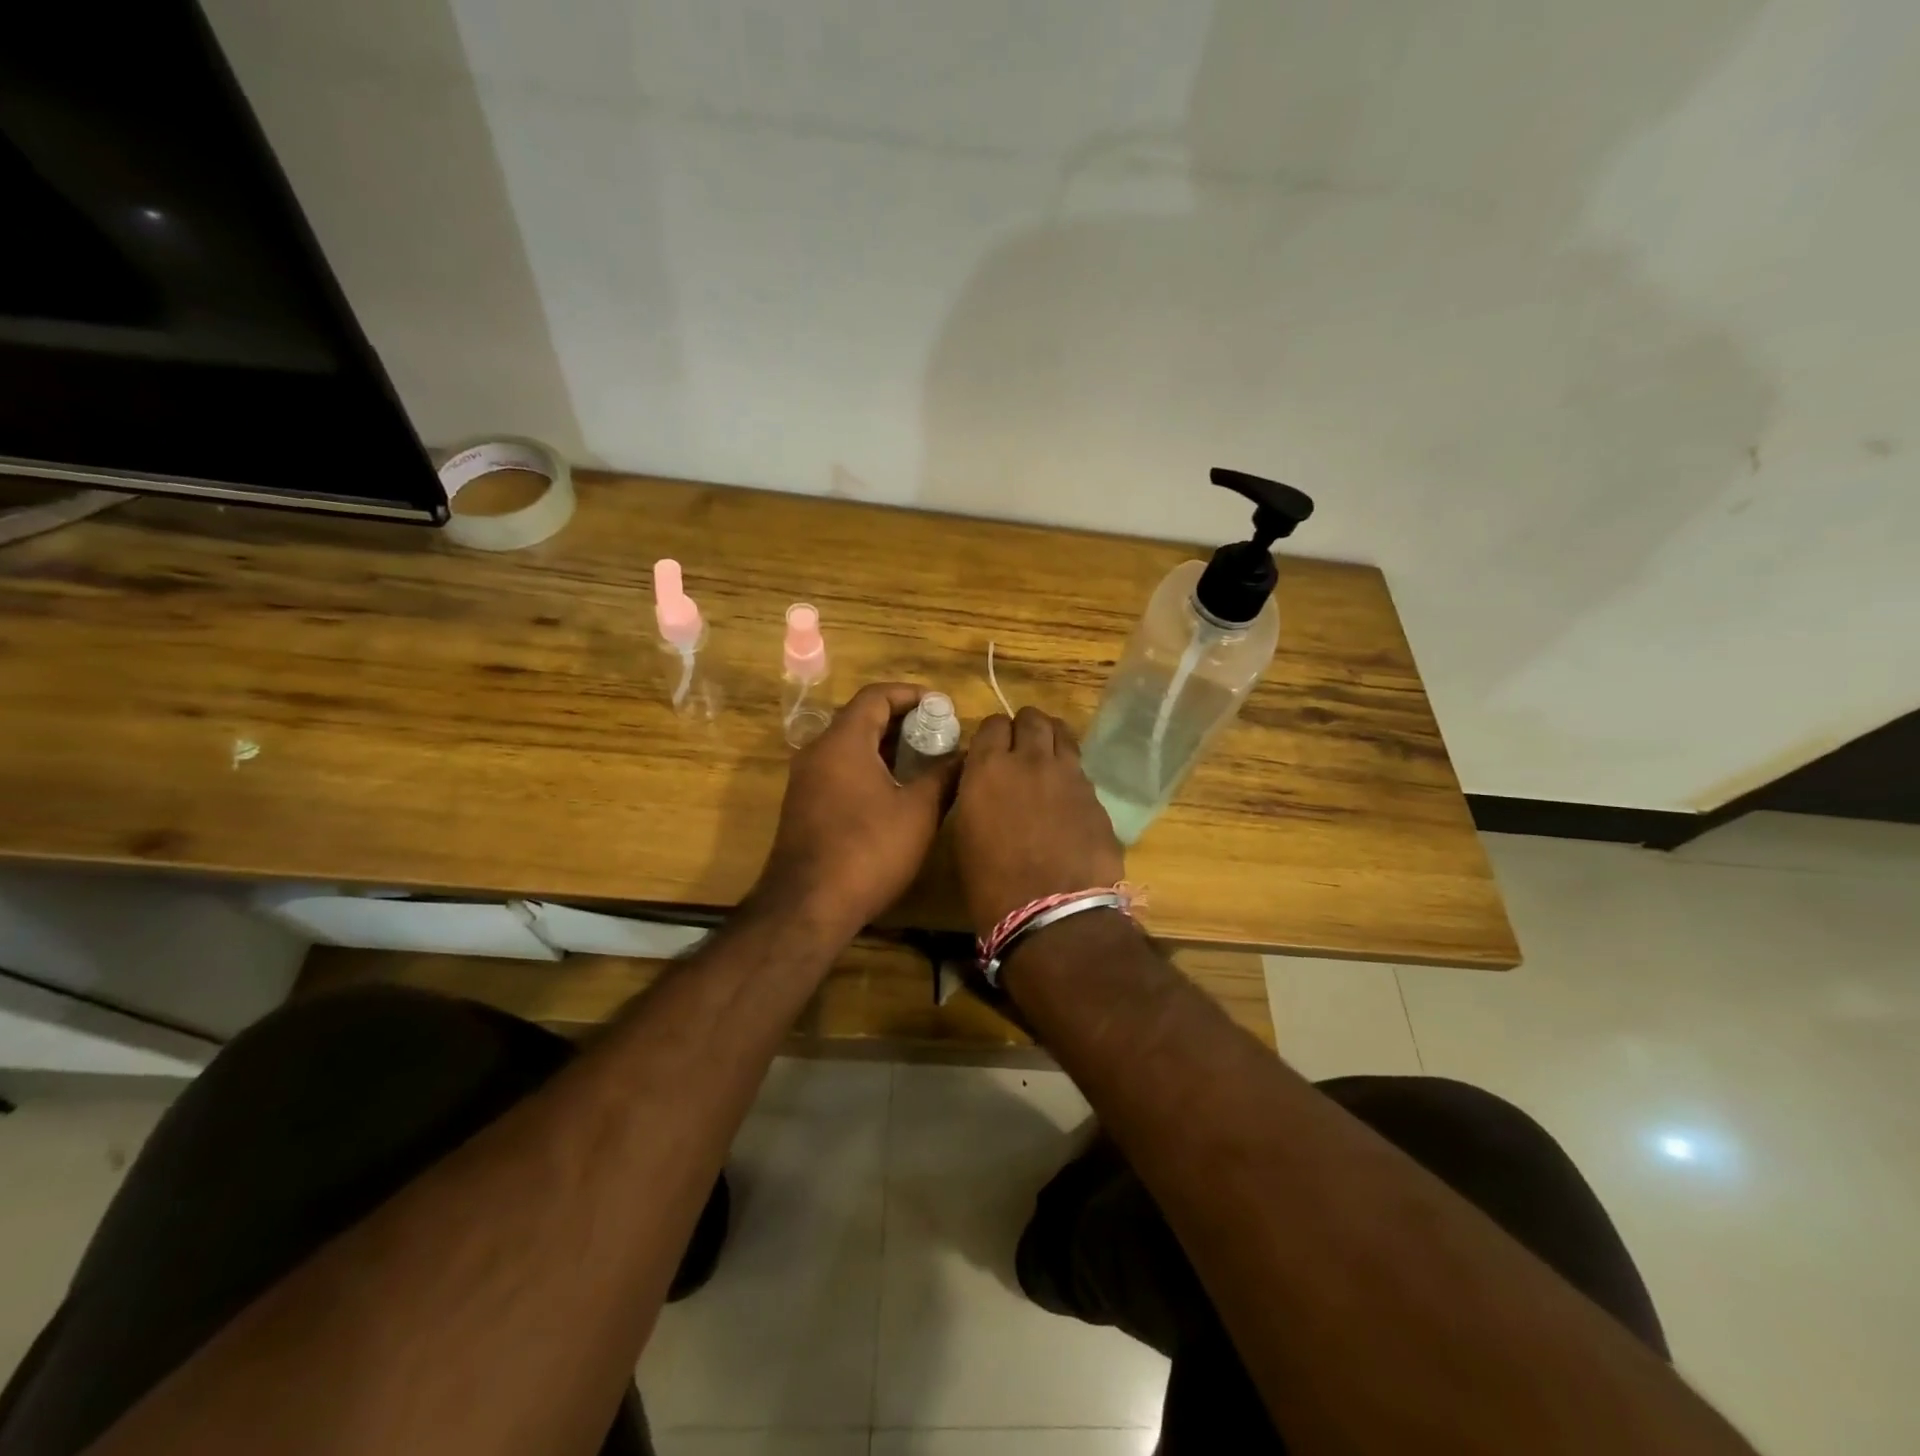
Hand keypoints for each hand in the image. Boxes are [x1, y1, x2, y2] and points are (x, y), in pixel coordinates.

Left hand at [753, 682, 959, 944]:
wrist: (808, 907)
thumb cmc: (868, 850)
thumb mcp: (918, 812)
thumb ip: (944, 777)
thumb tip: (966, 757)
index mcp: (843, 742)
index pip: (876, 696)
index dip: (911, 695)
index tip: (942, 706)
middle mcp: (818, 752)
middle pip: (861, 719)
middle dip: (902, 722)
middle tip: (939, 735)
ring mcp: (806, 780)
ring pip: (850, 747)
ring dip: (886, 747)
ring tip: (925, 762)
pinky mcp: (804, 806)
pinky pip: (840, 771)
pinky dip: (869, 768)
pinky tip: (896, 792)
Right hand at [951, 706, 1122, 933]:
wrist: (1053, 915)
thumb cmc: (992, 886)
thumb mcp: (966, 835)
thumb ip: (977, 795)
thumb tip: (987, 785)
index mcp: (988, 769)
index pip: (993, 724)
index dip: (993, 735)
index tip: (991, 750)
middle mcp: (1030, 760)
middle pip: (1032, 719)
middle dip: (1024, 728)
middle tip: (1020, 749)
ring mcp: (1069, 775)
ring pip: (1062, 734)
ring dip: (1051, 739)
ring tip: (1047, 759)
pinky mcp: (1095, 795)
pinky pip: (1080, 769)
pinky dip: (1070, 772)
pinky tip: (1066, 796)